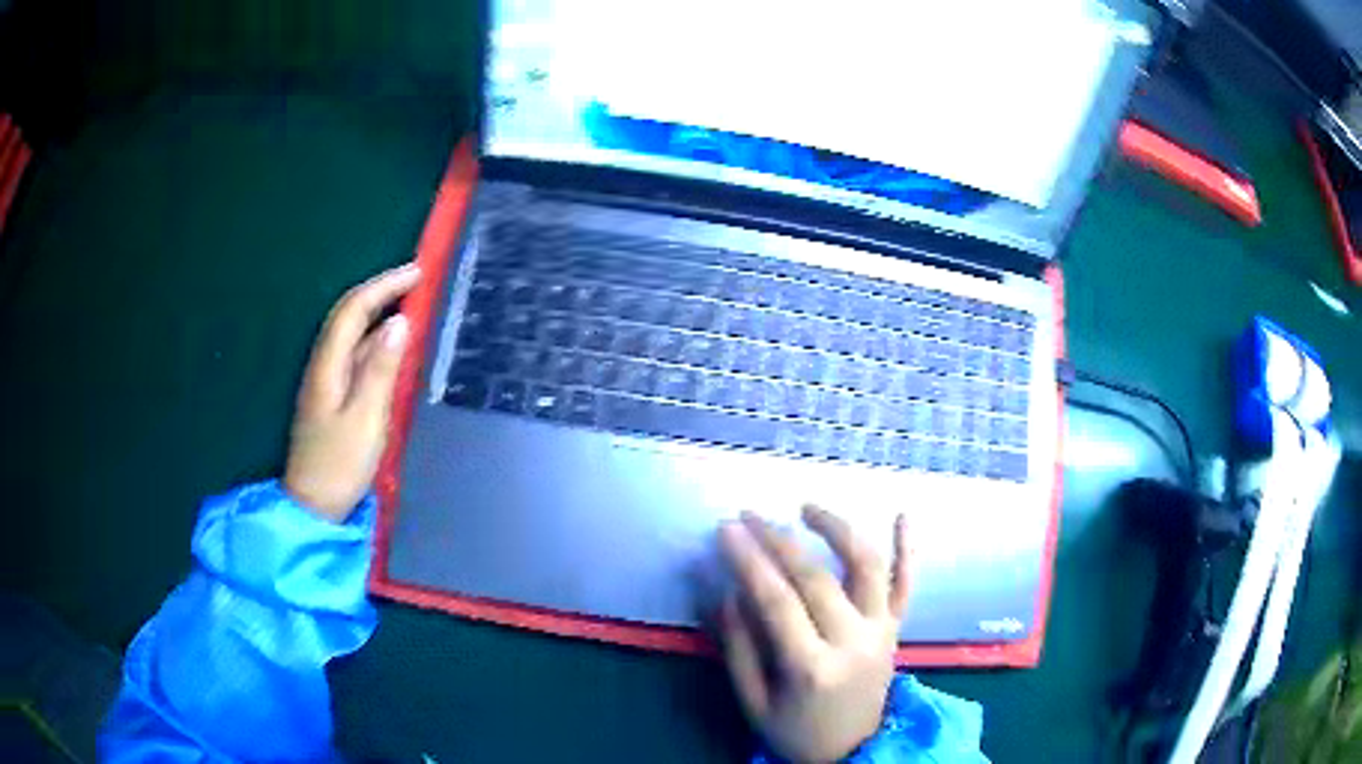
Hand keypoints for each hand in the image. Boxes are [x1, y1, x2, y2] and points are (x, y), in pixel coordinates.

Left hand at [284, 263, 420, 521]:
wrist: (313, 505)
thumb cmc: (340, 465)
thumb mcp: (366, 418)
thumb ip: (381, 370)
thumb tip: (400, 323)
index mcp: (328, 365)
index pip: (354, 310)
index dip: (383, 286)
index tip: (417, 272)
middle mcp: (323, 364)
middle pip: (348, 314)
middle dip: (380, 290)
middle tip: (415, 279)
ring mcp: (325, 380)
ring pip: (351, 333)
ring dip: (377, 312)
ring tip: (409, 303)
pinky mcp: (331, 396)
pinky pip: (354, 354)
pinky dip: (374, 339)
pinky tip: (391, 345)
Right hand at [718, 506, 909, 763]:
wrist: (852, 750)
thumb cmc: (796, 730)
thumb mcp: (753, 702)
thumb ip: (738, 648)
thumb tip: (727, 592)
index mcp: (812, 668)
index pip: (777, 602)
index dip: (749, 562)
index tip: (727, 530)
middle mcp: (854, 642)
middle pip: (816, 578)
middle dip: (778, 541)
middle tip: (750, 516)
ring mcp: (882, 632)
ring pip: (868, 568)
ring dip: (839, 530)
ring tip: (807, 508)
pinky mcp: (897, 629)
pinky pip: (907, 584)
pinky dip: (908, 548)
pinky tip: (903, 515)